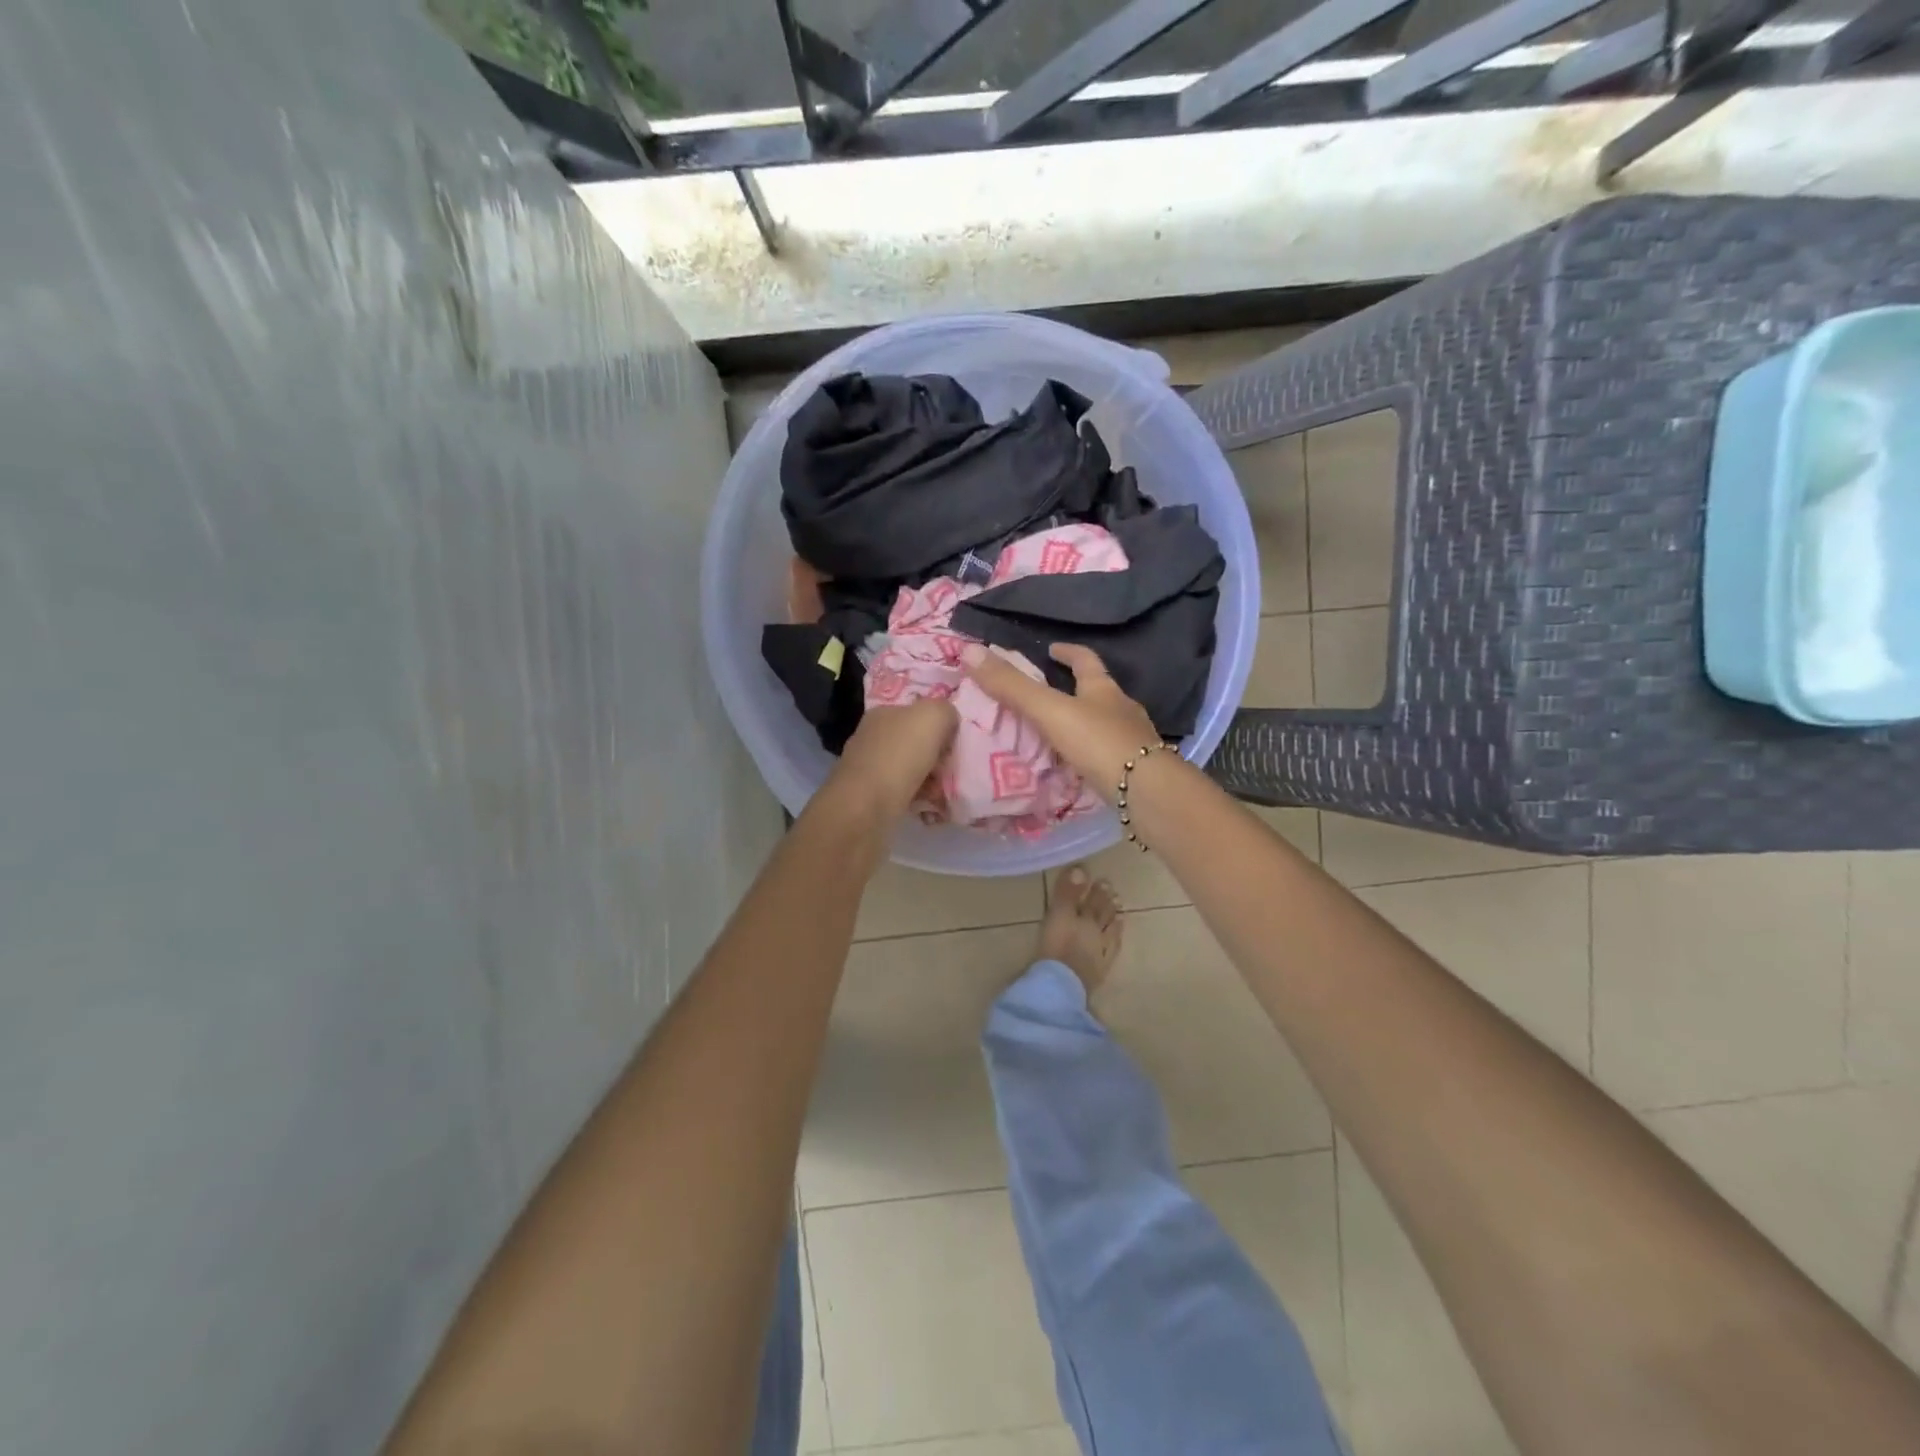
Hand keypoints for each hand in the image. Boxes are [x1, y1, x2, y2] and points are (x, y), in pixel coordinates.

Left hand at [818, 699, 957, 825]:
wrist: (865, 807)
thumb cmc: (900, 756)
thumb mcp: (932, 717)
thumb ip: (945, 711)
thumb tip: (948, 722)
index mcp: (883, 714)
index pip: (917, 713)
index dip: (940, 727)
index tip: (954, 745)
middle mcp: (872, 737)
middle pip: (916, 743)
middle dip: (937, 758)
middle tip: (950, 771)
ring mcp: (868, 768)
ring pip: (911, 770)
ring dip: (931, 781)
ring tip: (942, 794)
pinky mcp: (868, 798)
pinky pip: (903, 794)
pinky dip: (918, 800)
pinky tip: (928, 808)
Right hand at [963, 642, 1160, 802]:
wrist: (1147, 792)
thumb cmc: (1099, 742)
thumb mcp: (1050, 711)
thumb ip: (1012, 687)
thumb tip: (969, 652)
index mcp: (1104, 689)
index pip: (1086, 661)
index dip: (1068, 652)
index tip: (1052, 649)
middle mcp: (1123, 710)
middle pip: (1099, 692)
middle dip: (1077, 690)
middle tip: (1049, 694)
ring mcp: (1133, 741)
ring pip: (1105, 725)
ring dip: (1084, 725)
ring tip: (1058, 734)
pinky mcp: (1136, 771)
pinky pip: (1108, 756)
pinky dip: (1091, 756)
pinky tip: (1077, 768)